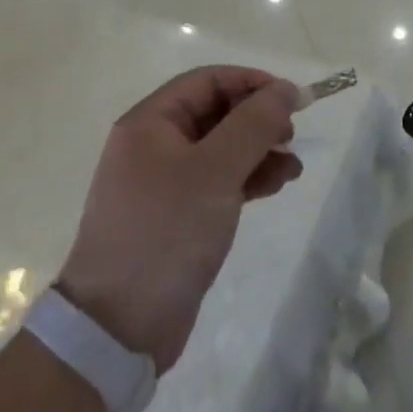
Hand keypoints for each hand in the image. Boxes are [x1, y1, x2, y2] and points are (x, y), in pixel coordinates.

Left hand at [56, 67, 302, 371]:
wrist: (118, 330)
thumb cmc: (166, 234)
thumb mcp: (215, 171)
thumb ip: (253, 124)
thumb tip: (287, 90)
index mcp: (150, 122)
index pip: (209, 80)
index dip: (254, 83)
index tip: (294, 100)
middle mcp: (154, 144)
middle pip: (217, 112)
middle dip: (259, 119)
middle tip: (292, 136)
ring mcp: (164, 182)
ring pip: (222, 148)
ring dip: (259, 150)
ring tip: (292, 168)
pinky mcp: (177, 215)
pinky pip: (219, 180)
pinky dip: (248, 178)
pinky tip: (276, 186)